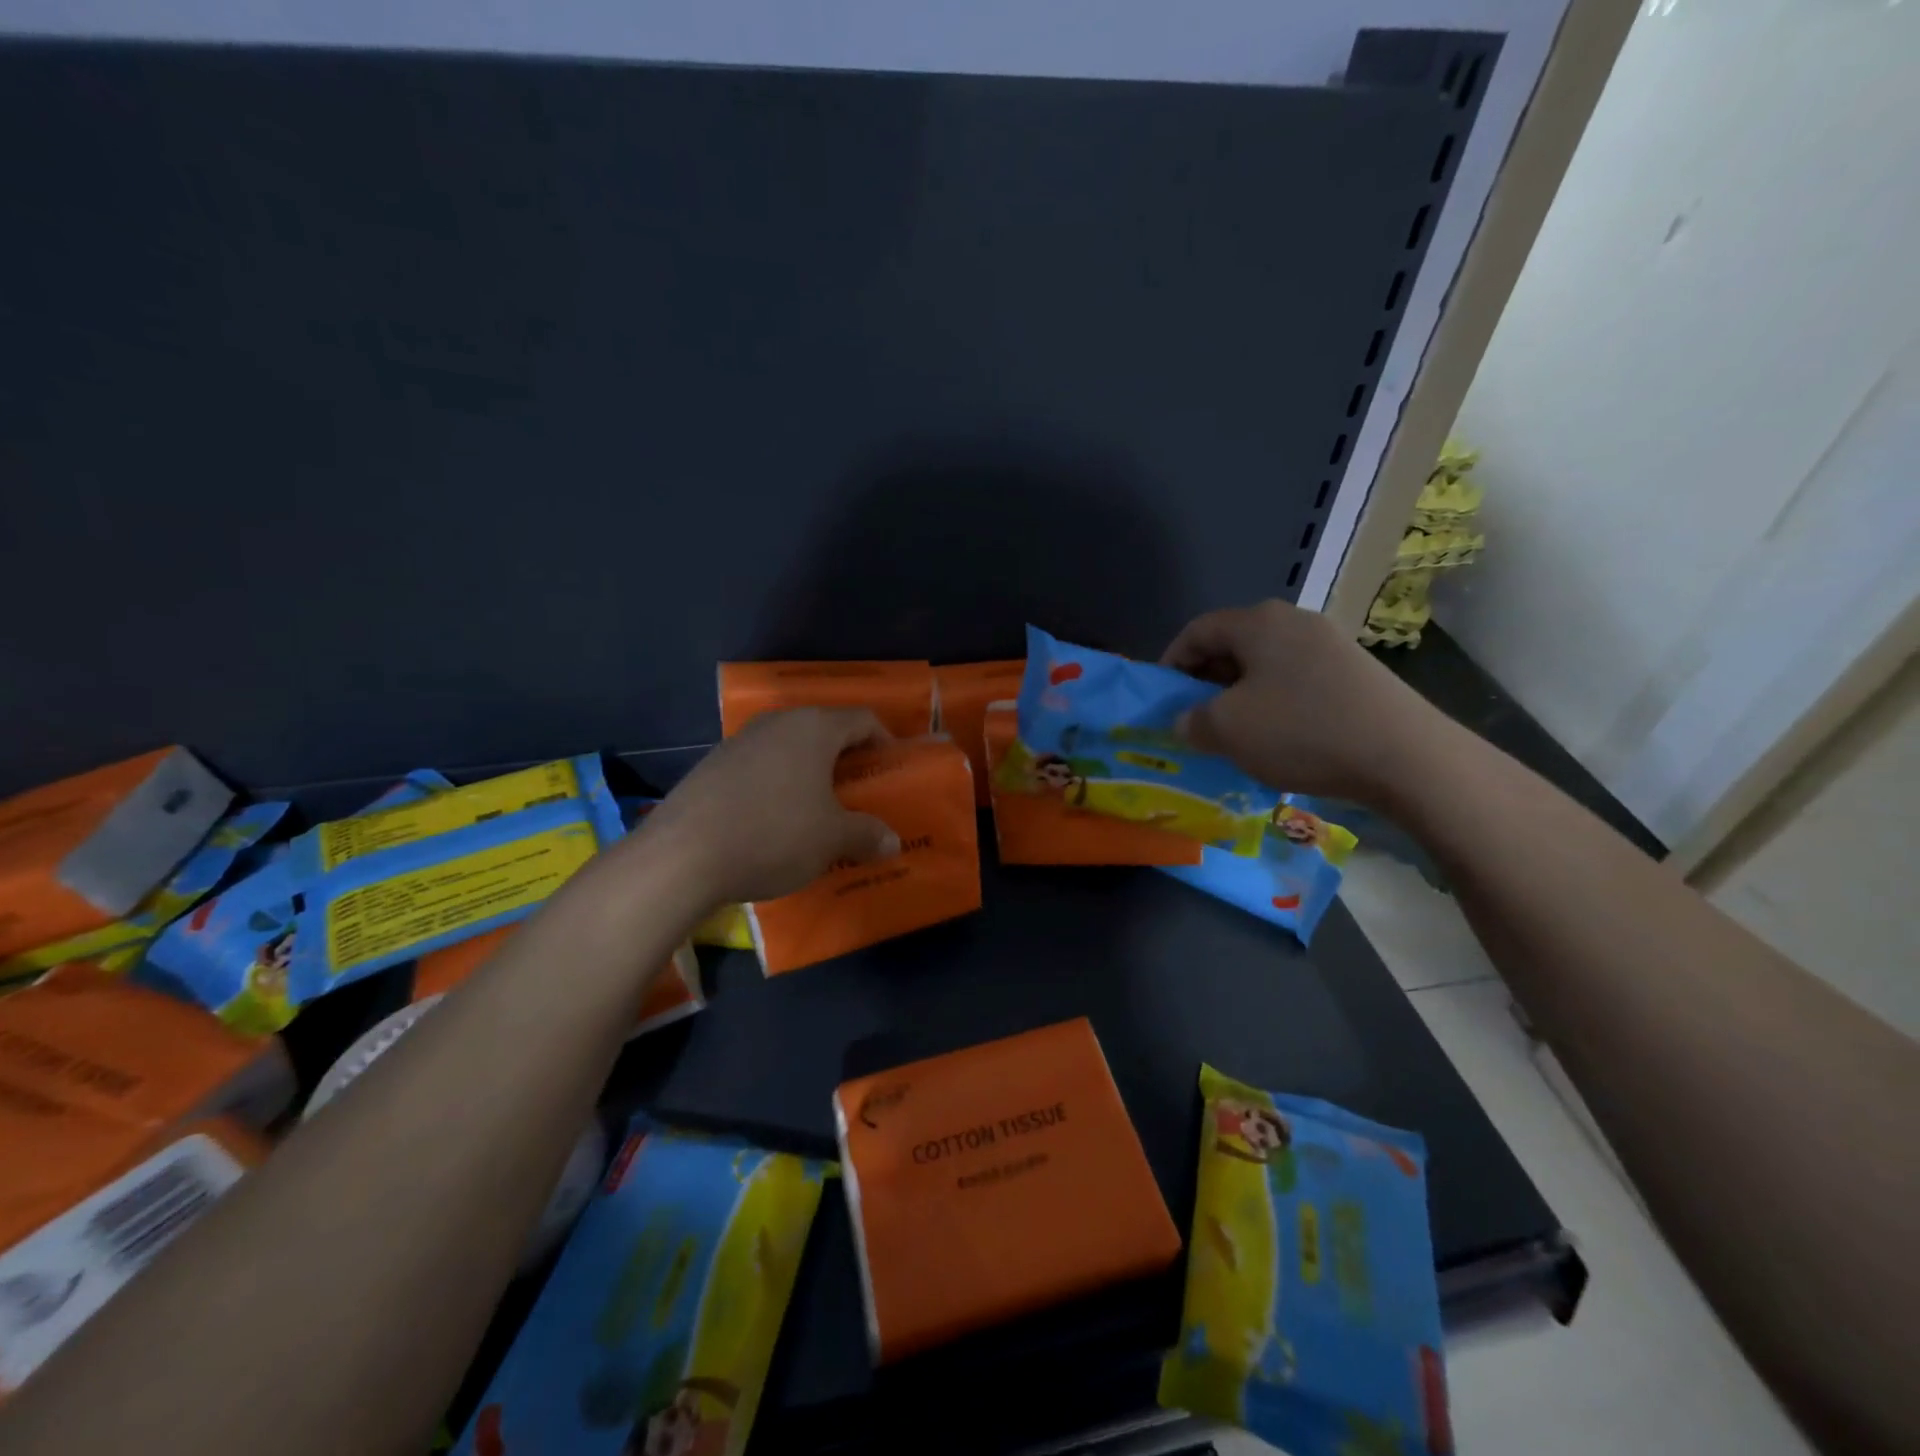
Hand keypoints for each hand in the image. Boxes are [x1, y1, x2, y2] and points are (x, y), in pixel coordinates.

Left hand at [639, 708, 901, 904]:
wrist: (683, 855)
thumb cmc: (774, 834)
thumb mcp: (832, 839)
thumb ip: (867, 835)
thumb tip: (893, 843)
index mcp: (814, 728)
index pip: (862, 719)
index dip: (884, 741)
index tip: (890, 769)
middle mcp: (777, 723)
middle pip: (824, 730)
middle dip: (845, 759)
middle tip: (859, 792)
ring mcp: (740, 741)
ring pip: (789, 748)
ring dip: (809, 773)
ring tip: (819, 808)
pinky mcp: (712, 765)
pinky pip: (760, 766)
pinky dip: (777, 784)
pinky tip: (775, 820)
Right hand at [1160, 599, 1441, 804]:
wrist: (1405, 756)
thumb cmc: (1300, 731)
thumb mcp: (1226, 730)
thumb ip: (1191, 721)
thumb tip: (1187, 720)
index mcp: (1258, 622)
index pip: (1197, 630)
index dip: (1171, 663)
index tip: (1163, 699)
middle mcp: (1294, 621)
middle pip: (1232, 644)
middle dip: (1205, 681)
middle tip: (1195, 719)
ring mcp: (1330, 644)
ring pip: (1265, 665)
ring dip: (1240, 696)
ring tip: (1235, 733)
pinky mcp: (1355, 672)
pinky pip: (1296, 680)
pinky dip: (1274, 704)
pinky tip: (1278, 739)